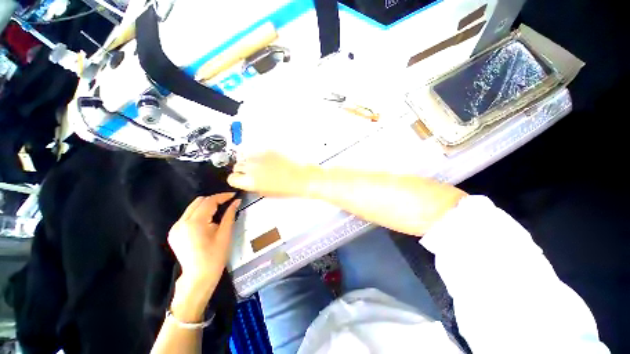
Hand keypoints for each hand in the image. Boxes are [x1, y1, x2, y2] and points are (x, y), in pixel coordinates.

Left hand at [168, 193, 240, 290]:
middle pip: (198, 201)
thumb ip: (230, 215)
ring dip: (207, 206)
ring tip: (220, 210)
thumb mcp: (225, 234)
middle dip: (214, 199)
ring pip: (192, 207)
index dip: (222, 196)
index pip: (209, 201)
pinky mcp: (174, 232)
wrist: (198, 277)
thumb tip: (237, 201)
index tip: (233, 195)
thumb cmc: (215, 257)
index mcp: (194, 223)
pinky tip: (208, 220)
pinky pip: (188, 216)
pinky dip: (199, 213)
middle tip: (228, 202)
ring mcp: (175, 228)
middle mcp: (181, 222)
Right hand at [228, 151, 313, 197]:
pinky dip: (258, 155)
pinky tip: (266, 159)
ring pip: (245, 156)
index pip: (232, 178)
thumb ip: (254, 186)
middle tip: (250, 171)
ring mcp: (261, 156)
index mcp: (251, 181)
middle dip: (242, 169)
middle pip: (237, 165)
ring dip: (248, 160)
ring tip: (258, 164)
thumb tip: (250, 181)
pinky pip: (257, 151)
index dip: (236, 179)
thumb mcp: (267, 192)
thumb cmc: (288, 189)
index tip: (240, 179)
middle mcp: (252, 167)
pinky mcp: (269, 149)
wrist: (303, 177)